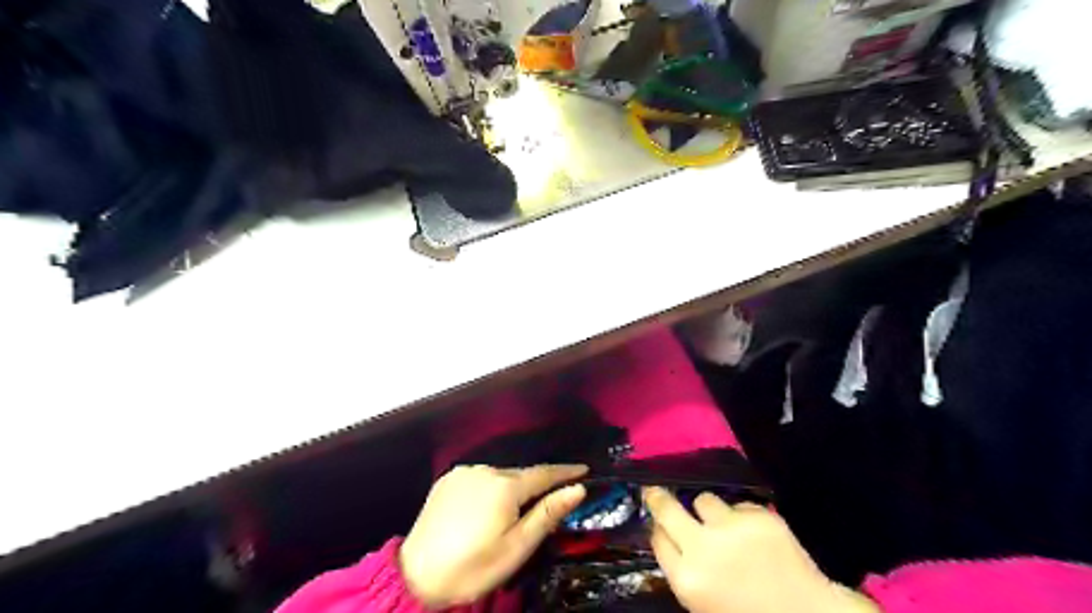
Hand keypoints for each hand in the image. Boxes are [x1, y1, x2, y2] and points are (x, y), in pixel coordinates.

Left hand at [399, 464, 587, 606]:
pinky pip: (479, 477)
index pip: (544, 473)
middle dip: (538, 484)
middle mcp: (485, 470)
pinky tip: (486, 506)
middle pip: (521, 474)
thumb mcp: (517, 547)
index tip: (584, 470)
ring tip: (514, 510)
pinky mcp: (448, 479)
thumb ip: (547, 514)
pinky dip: (490, 487)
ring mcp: (464, 472)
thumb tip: (577, 489)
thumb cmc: (473, 567)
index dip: (566, 472)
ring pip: (499, 475)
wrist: (417, 577)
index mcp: (505, 486)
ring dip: (512, 487)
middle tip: (552, 499)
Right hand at [641, 488, 876, 612]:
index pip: (657, 538)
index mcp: (688, 580)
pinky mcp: (760, 516)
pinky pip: (739, 505)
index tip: (659, 523)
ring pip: (704, 500)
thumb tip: (668, 535)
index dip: (658, 528)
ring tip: (725, 526)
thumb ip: (685, 570)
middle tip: (655, 491)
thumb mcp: (703, 603)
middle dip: (659, 497)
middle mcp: (704, 548)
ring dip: (709, 511)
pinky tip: (756, 535)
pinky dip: (743, 516)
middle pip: (667, 508)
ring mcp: (733, 528)